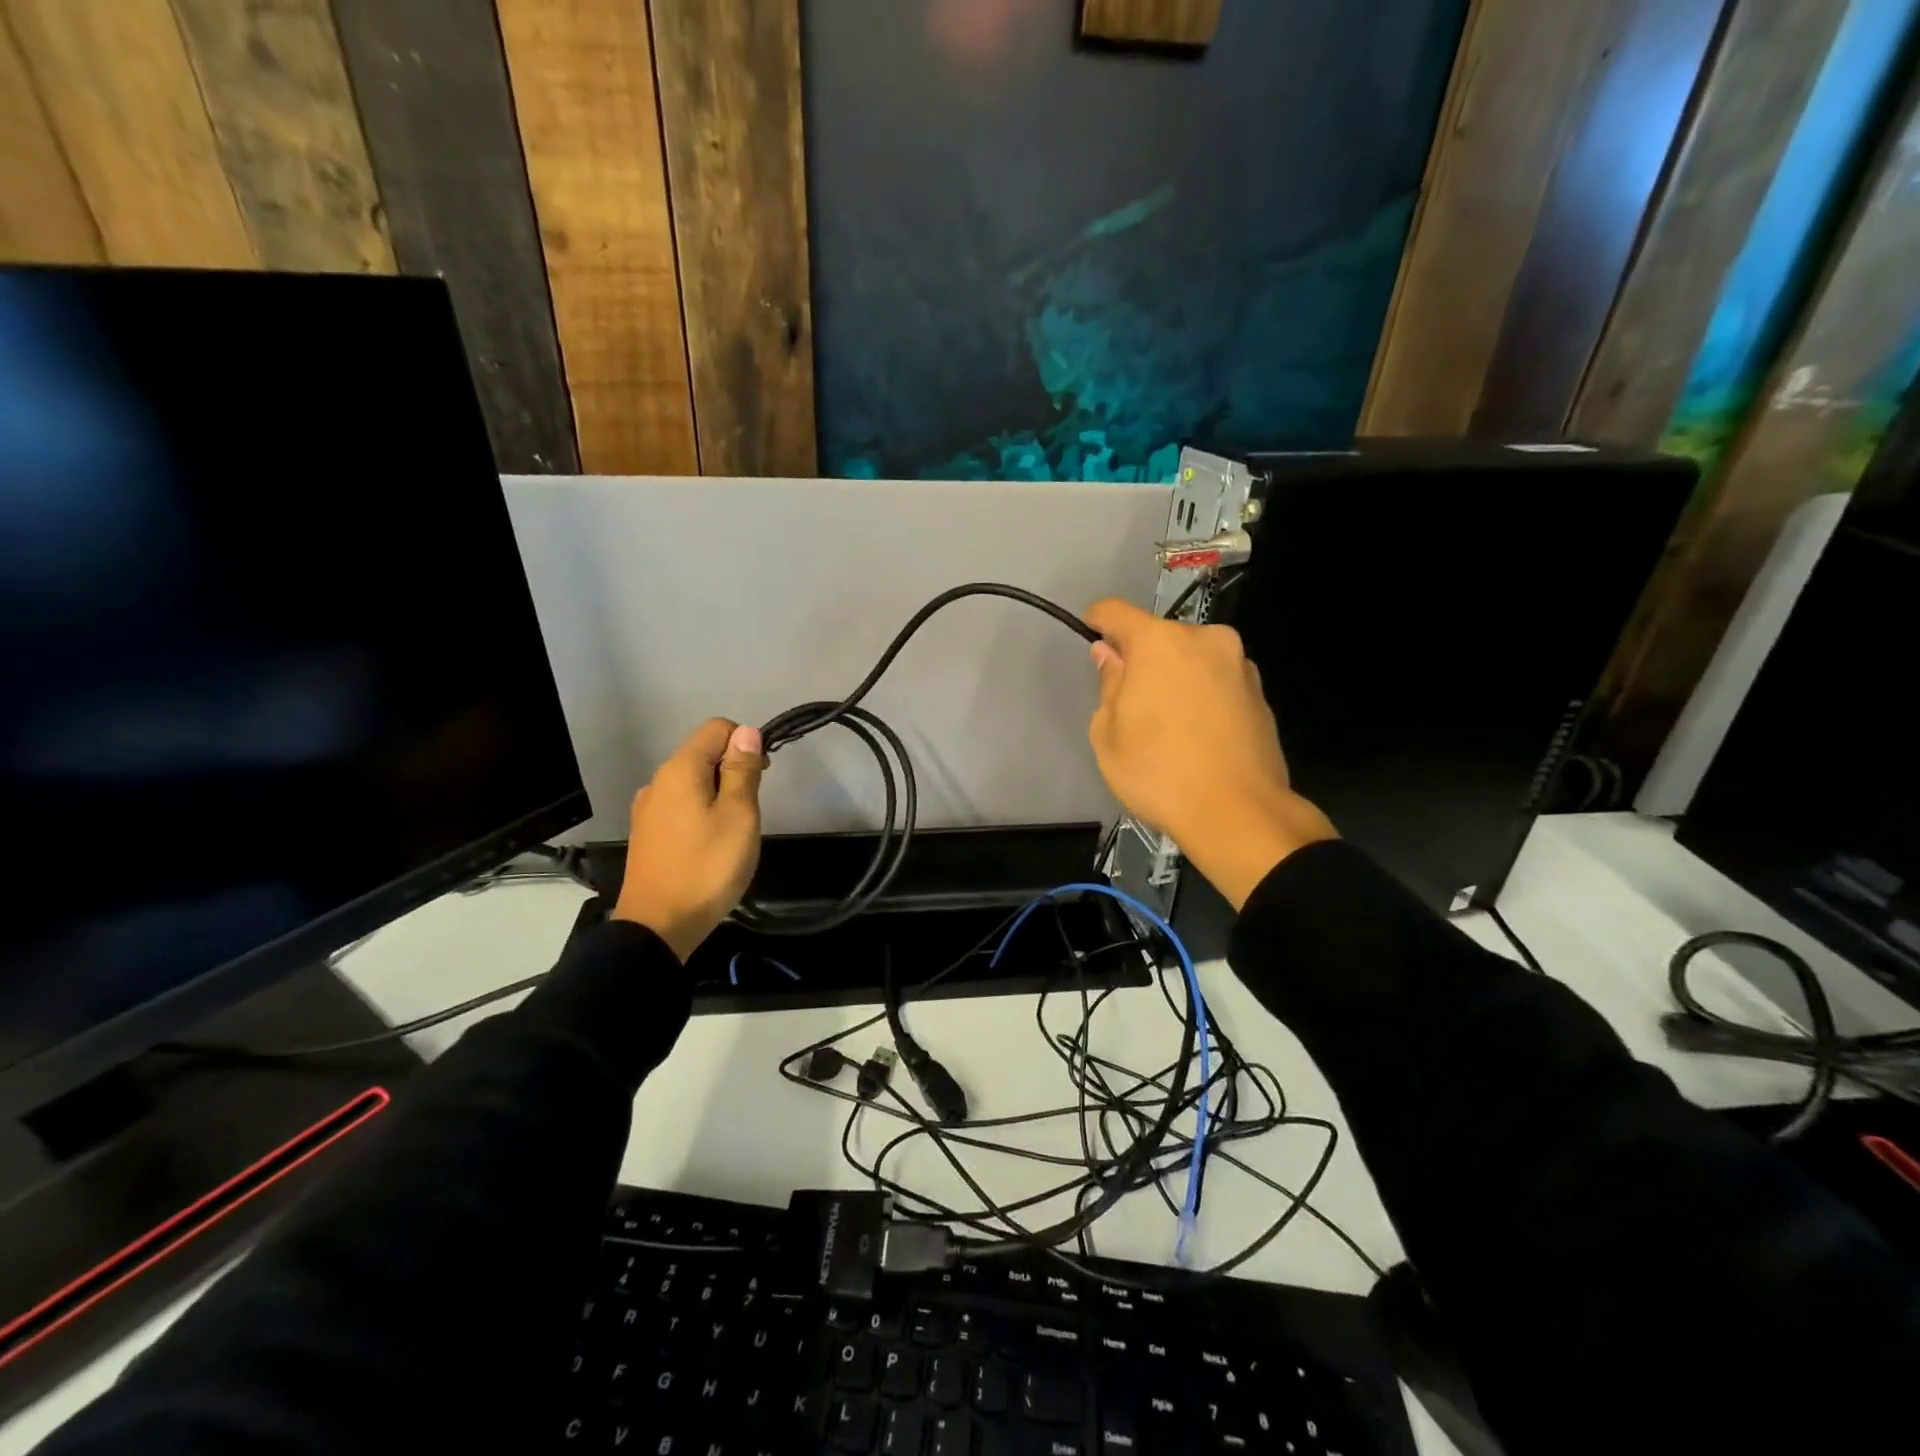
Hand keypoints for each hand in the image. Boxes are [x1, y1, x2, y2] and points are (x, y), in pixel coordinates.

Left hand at [612, 718, 765, 960]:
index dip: (746, 742)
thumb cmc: (707, 868)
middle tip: (751, 811)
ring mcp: (648, 809)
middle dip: (734, 770)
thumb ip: (742, 771)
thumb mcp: (738, 816)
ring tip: (733, 832)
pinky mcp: (647, 834)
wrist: (658, 927)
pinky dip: (701, 813)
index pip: (717, 728)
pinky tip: (710, 846)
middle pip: (703, 753)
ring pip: (693, 783)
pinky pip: (681, 807)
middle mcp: (658, 781)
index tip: (761, 777)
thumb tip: (747, 732)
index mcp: (680, 769)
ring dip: (719, 794)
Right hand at [1085, 598, 1334, 909]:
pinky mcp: (1261, 693)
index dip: (1098, 622)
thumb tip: (1112, 656)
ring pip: (1193, 659)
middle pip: (1160, 637)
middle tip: (1131, 702)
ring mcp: (1239, 665)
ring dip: (1176, 678)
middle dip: (1142, 659)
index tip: (1091, 638)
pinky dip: (1203, 697)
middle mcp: (1205, 640)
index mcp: (1160, 642)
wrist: (1239, 814)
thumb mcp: (1108, 734)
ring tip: (1169, 725)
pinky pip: (1218, 682)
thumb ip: (1109, 684)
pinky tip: (1198, 736)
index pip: (1116, 612)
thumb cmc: (1158, 772)